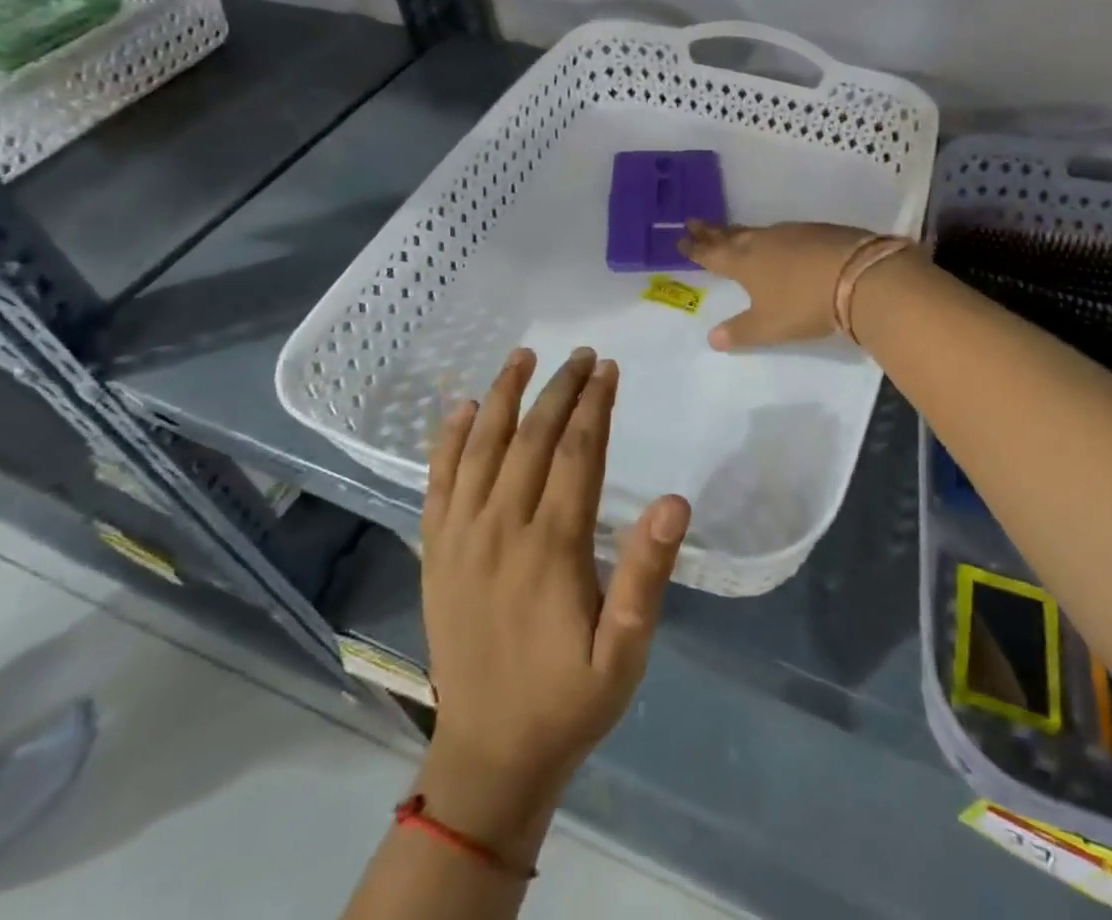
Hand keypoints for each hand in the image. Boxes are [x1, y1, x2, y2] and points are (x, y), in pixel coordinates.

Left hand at [419, 347, 689, 846]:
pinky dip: (449, 440)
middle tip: (582, 354)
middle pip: (532, 438)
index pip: (577, 453)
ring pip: (482, 447)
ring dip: (504, 396)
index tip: (608, 368)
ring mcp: (461, 537)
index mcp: (552, 546)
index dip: (594, 405)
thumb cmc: (568, 698)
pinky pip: (437, 482)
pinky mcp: (436, 552)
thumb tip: (675, 501)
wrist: (488, 756)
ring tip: (523, 356)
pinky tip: (463, 408)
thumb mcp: (624, 651)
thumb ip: (646, 575)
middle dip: (559, 389)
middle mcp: (502, 528)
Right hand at [678, 219, 878, 349]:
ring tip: (734, 234)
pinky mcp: (818, 231)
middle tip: (694, 221)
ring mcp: (792, 233)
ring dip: (742, 233)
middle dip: (712, 231)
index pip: (712, 253)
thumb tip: (712, 339)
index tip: (680, 238)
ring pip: (758, 232)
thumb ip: (740, 332)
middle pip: (731, 234)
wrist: (859, 275)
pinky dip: (774, 238)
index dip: (696, 248)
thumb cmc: (804, 304)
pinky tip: (781, 244)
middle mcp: (763, 242)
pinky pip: (785, 233)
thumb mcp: (769, 326)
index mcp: (744, 262)